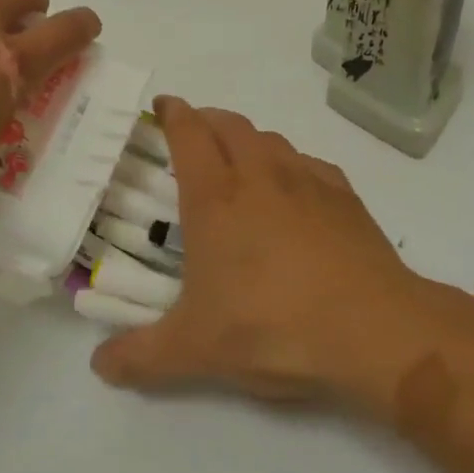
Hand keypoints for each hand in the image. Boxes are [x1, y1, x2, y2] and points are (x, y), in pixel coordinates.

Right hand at [88, 98, 446, 422]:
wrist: (373, 331)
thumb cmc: (272, 327)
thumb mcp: (195, 350)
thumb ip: (141, 357)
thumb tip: (100, 366)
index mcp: (215, 198)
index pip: (188, 133)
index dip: (172, 113)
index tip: (162, 106)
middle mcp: (260, 176)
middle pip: (230, 125)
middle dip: (207, 119)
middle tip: (193, 133)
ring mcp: (308, 182)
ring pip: (271, 139)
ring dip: (248, 139)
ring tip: (239, 160)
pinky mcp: (346, 198)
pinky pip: (310, 163)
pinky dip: (292, 164)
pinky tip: (295, 189)